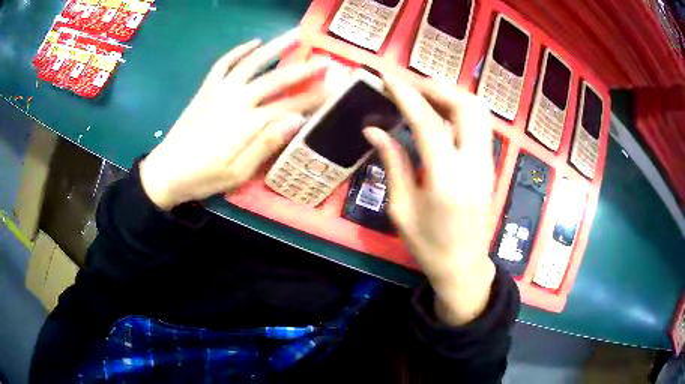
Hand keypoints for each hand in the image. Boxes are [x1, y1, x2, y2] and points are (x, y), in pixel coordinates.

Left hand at [140, 29, 326, 209]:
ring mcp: (219, 90)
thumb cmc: (202, 177)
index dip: (314, 98)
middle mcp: (236, 99)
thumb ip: (266, 144)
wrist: (165, 171)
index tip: (335, 90)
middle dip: (302, 69)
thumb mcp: (237, 172)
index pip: (289, 105)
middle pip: (275, 79)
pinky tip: (252, 43)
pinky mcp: (206, 90)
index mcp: (247, 122)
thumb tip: (297, 120)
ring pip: (251, 62)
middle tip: (324, 59)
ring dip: (274, 47)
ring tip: (294, 34)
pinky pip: (223, 64)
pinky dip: (238, 51)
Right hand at [364, 76, 495, 325]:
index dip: (407, 96)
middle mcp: (474, 164)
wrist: (463, 266)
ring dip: (452, 94)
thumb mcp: (401, 208)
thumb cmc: (428, 245)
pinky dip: (461, 108)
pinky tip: (441, 111)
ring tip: (424, 93)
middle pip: (465, 107)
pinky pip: (480, 124)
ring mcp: (487, 163)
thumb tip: (373, 130)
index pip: (428, 123)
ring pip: (479, 111)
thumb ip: (392, 162)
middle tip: (409, 84)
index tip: (388, 78)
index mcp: (447, 179)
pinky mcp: (489, 164)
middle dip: (436, 87)